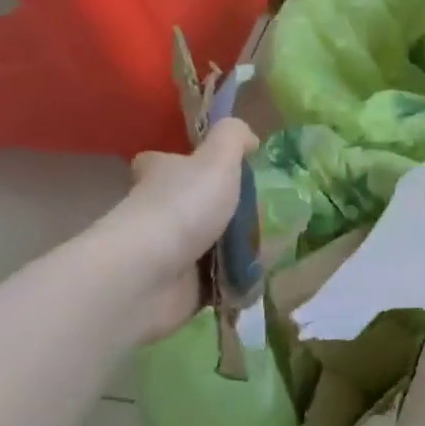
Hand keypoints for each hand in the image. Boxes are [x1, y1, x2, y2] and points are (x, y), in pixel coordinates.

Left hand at [91, 117, 257, 339]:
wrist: (149, 277)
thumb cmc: (183, 207)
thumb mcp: (217, 159)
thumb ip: (233, 137)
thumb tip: (249, 137)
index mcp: (162, 175)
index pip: (164, 162)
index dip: (184, 161)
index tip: (215, 167)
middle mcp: (160, 211)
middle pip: (197, 204)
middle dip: (228, 210)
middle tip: (267, 212)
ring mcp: (170, 252)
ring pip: (212, 244)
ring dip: (239, 248)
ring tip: (275, 244)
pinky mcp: (182, 288)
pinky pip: (220, 280)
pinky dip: (239, 280)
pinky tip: (264, 273)